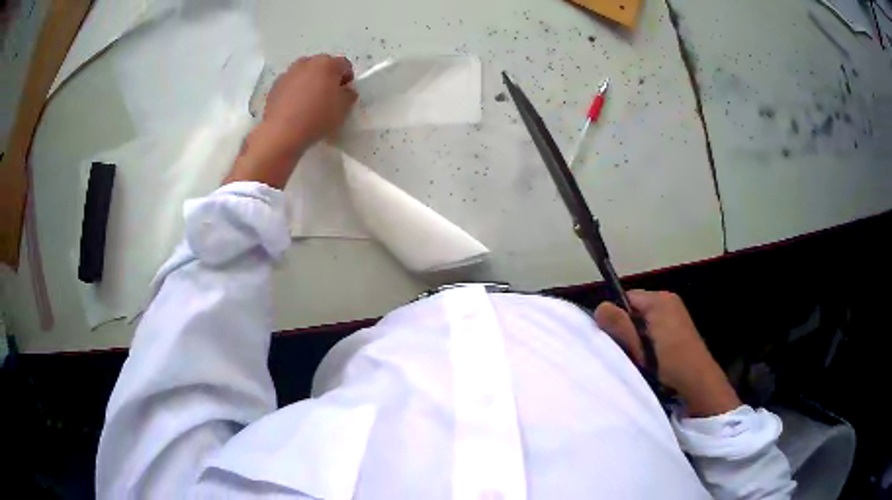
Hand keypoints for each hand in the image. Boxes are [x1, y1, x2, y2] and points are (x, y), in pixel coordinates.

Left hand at [263, 54, 356, 148]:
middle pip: (322, 66)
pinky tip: (295, 108)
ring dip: (309, 82)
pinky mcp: (275, 86)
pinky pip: (290, 84)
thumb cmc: (317, 117)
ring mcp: (288, 73)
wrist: (281, 132)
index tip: (345, 94)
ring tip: (309, 102)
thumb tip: (345, 90)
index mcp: (327, 64)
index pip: (344, 65)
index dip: (347, 79)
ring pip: (304, 74)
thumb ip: (349, 95)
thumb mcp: (344, 109)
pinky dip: (294, 91)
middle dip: (327, 78)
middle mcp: (307, 62)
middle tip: (328, 97)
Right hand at [595, 291, 740, 416]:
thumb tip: (600, 307)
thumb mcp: (639, 348)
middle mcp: (669, 300)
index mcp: (660, 300)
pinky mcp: (680, 326)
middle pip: (635, 309)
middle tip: (628, 351)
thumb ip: (620, 326)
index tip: (613, 340)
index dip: (616, 317)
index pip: (625, 298)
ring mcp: (676, 313)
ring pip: (645, 320)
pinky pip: (655, 326)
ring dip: (639, 336)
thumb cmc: (668, 364)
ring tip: (640, 357)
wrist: (698, 382)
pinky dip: (649, 339)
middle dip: (628, 328)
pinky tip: (651, 357)